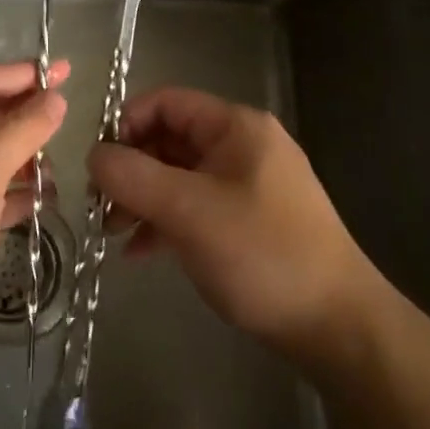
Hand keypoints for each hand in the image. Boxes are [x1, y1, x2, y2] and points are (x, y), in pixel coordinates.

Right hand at [88, 88, 372, 362]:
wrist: (337, 326)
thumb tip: (92, 154)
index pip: (166, 102)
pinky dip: (166, 222)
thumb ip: (133, 177)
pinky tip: (140, 252)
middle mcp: (242, 146)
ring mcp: (248, 184)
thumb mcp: (188, 211)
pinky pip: (196, 206)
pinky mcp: (249, 220)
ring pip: (179, 176)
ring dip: (143, 198)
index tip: (98, 163)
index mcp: (236, 127)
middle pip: (170, 139)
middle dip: (131, 169)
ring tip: (112, 231)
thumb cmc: (261, 254)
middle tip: (99, 204)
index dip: (126, 123)